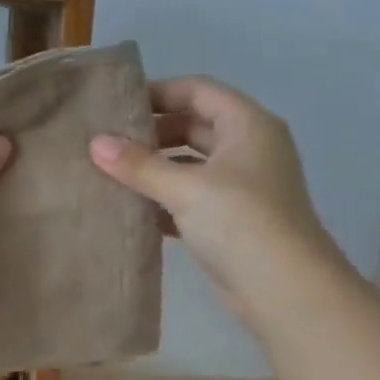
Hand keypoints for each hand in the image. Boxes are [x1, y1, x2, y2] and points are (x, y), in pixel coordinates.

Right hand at [88, 76, 341, 305]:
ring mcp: (241, 187)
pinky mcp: (231, 221)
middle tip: (106, 142)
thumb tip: (95, 144)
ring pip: (190, 166)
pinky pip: (191, 199)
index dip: (158, 92)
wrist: (284, 288)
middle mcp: (248, 149)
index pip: (198, 91)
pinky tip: (131, 209)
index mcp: (247, 125)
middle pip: (193, 126)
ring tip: (110, 173)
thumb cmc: (240, 221)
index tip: (116, 105)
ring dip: (155, 169)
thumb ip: (139, 165)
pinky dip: (164, 201)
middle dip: (152, 133)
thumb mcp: (186, 188)